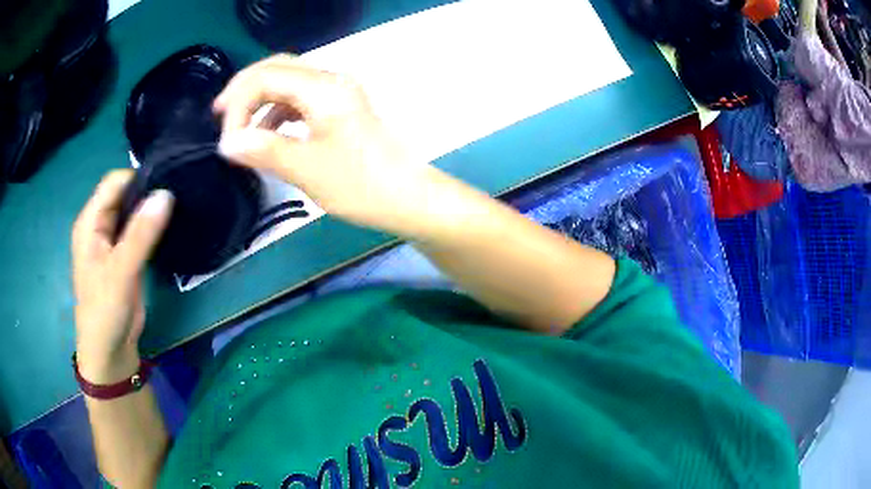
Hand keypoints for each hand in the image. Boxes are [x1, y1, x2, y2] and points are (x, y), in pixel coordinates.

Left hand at [71, 170, 172, 382]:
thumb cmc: (105, 311)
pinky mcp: (126, 256)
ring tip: (180, 206)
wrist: (110, 351)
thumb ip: (140, 234)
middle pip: (124, 194)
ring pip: (134, 211)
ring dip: (152, 209)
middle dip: (148, 191)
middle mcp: (100, 225)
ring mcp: (113, 241)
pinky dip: (154, 226)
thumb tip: (166, 193)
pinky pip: (140, 230)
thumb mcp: (120, 272)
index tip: (167, 183)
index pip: (114, 183)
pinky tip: (171, 225)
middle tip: (178, 194)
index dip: (138, 178)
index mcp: (90, 222)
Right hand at [214, 55, 434, 231]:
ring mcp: (338, 93)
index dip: (238, 102)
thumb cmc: (361, 184)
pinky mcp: (340, 109)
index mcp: (324, 87)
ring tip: (240, 129)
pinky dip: (278, 113)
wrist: (409, 197)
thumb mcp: (306, 168)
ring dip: (261, 101)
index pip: (267, 76)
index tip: (226, 139)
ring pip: (289, 83)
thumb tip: (227, 143)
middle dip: (245, 90)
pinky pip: (301, 100)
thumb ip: (264, 150)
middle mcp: (331, 80)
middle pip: (278, 69)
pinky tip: (268, 135)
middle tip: (220, 114)